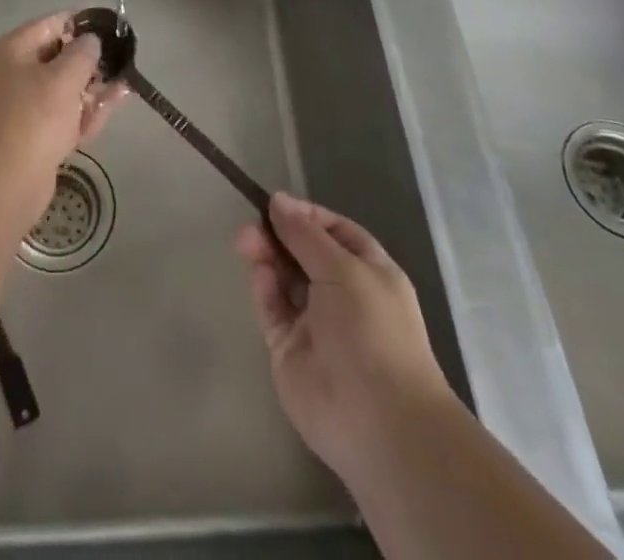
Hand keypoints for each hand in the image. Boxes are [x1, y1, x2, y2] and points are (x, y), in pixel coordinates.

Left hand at [0, 12, 125, 230]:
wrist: (4, 183)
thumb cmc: (32, 117)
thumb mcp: (63, 77)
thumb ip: (83, 53)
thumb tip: (91, 41)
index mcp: (8, 51)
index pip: (48, 25)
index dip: (80, 24)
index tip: (109, 28)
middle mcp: (8, 75)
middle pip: (55, 59)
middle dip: (89, 61)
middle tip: (119, 60)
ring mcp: (18, 109)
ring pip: (61, 90)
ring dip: (91, 88)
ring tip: (124, 84)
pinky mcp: (30, 137)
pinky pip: (60, 116)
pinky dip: (83, 112)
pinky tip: (111, 107)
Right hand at [237, 193, 455, 487]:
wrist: (378, 421)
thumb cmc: (372, 331)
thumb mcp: (344, 269)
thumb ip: (305, 235)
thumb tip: (278, 201)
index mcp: (368, 272)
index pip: (335, 232)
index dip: (307, 216)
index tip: (276, 204)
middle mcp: (342, 294)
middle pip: (303, 252)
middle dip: (279, 234)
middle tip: (251, 223)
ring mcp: (314, 322)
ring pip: (284, 278)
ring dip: (266, 256)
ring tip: (245, 240)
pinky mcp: (289, 347)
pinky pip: (273, 309)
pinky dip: (264, 289)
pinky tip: (259, 274)